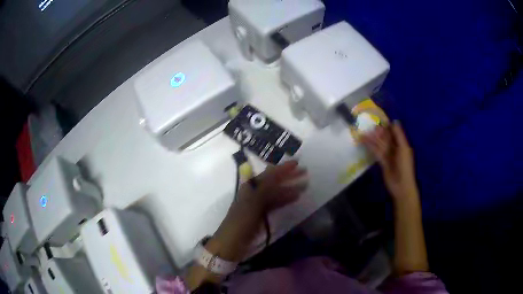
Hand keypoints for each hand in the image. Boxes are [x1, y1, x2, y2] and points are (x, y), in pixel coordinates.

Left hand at [235, 160, 307, 215]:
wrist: (232, 242)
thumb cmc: (241, 221)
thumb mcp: (253, 202)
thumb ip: (265, 187)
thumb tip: (275, 171)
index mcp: (250, 187)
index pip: (269, 174)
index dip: (282, 168)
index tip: (297, 163)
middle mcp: (254, 192)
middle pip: (273, 181)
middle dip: (288, 177)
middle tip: (305, 173)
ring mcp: (258, 204)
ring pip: (276, 192)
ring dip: (289, 188)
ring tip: (304, 187)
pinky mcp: (261, 214)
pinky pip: (275, 203)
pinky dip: (284, 200)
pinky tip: (295, 198)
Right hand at [361, 121, 417, 200]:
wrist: (401, 185)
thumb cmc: (405, 166)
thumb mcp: (403, 148)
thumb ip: (399, 135)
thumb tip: (394, 121)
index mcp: (402, 144)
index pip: (393, 132)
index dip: (387, 126)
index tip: (378, 118)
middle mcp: (395, 148)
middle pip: (386, 138)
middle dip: (378, 132)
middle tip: (368, 124)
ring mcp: (388, 155)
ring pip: (379, 144)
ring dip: (372, 139)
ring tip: (363, 132)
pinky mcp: (382, 162)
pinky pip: (376, 152)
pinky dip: (370, 147)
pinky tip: (364, 141)